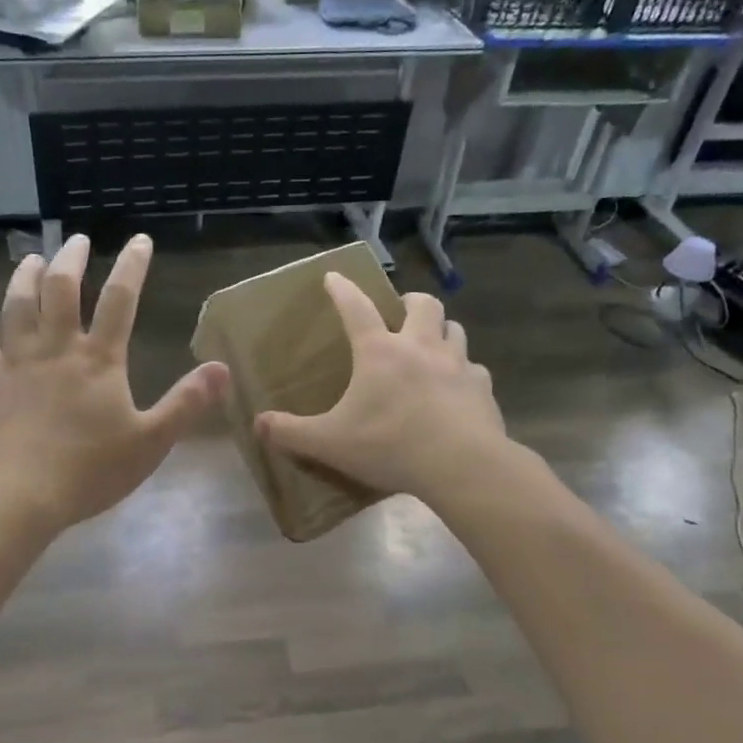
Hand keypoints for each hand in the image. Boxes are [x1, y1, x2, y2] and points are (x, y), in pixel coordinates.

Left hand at [0, 234, 229, 530]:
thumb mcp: (151, 442)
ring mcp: (17, 362)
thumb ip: (186, 403)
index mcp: (99, 359)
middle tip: (77, 240)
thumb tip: (222, 368)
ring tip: (33, 261)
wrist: (16, 492)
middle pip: (62, 289)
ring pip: (18, 306)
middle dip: (71, 259)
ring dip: (25, 279)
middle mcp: (57, 348)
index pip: (121, 299)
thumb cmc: (89, 469)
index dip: (132, 266)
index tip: (139, 240)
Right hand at [256, 274, 504, 500]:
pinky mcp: (482, 388)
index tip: (334, 277)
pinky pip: (475, 369)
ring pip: (454, 329)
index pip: (355, 308)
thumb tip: (259, 424)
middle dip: (409, 302)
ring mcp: (457, 365)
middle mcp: (420, 347)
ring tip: (430, 344)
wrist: (461, 466)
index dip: (342, 290)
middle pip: (422, 305)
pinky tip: (457, 388)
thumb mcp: (330, 442)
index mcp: (379, 352)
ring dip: (441, 330)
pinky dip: (465, 372)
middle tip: (400, 313)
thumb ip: (292, 432)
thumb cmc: (390, 446)